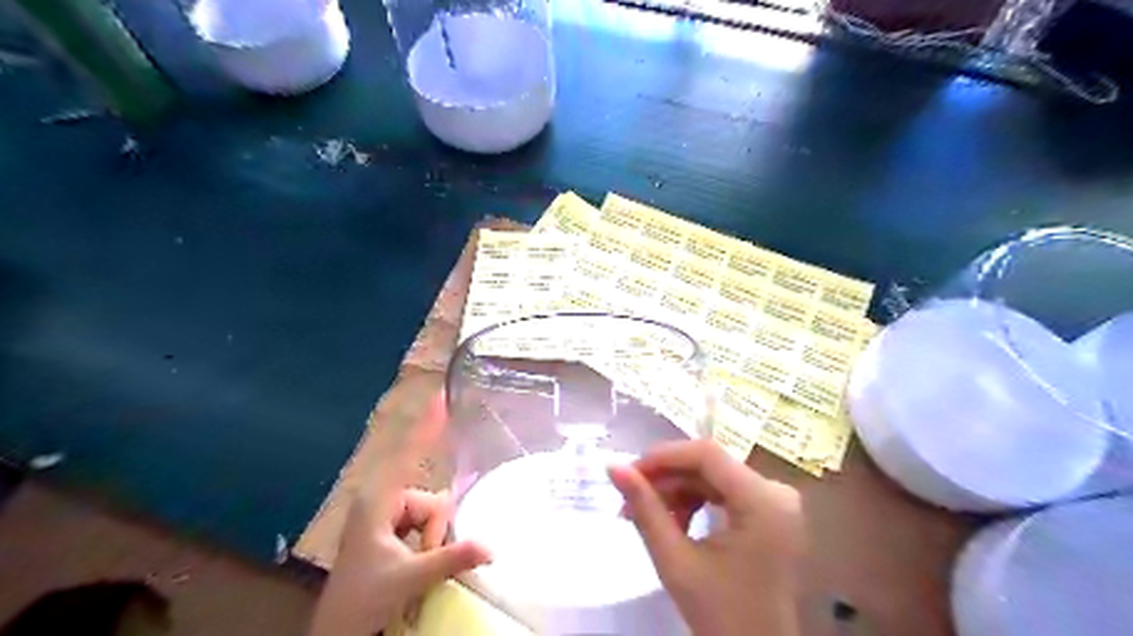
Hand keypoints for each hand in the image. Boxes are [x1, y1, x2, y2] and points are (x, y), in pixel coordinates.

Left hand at [308, 395, 492, 633]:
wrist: (337, 633)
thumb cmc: (361, 601)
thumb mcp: (408, 578)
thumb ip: (450, 558)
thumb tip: (491, 546)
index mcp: (379, 500)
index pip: (409, 453)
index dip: (427, 425)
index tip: (442, 397)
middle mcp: (383, 500)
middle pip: (431, 498)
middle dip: (436, 530)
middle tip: (424, 559)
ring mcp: (387, 515)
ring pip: (432, 514)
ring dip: (434, 540)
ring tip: (418, 567)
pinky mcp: (391, 529)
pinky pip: (426, 524)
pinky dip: (430, 542)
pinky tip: (420, 561)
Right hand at [605, 440, 800, 635]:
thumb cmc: (721, 614)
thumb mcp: (676, 561)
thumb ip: (645, 509)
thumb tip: (613, 467)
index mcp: (764, 501)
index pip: (707, 454)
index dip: (663, 456)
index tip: (628, 472)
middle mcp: (776, 492)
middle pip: (710, 465)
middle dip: (665, 479)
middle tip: (628, 500)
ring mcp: (776, 501)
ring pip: (713, 476)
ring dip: (676, 491)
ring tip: (645, 516)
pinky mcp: (770, 512)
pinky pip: (724, 491)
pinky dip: (695, 501)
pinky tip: (674, 523)